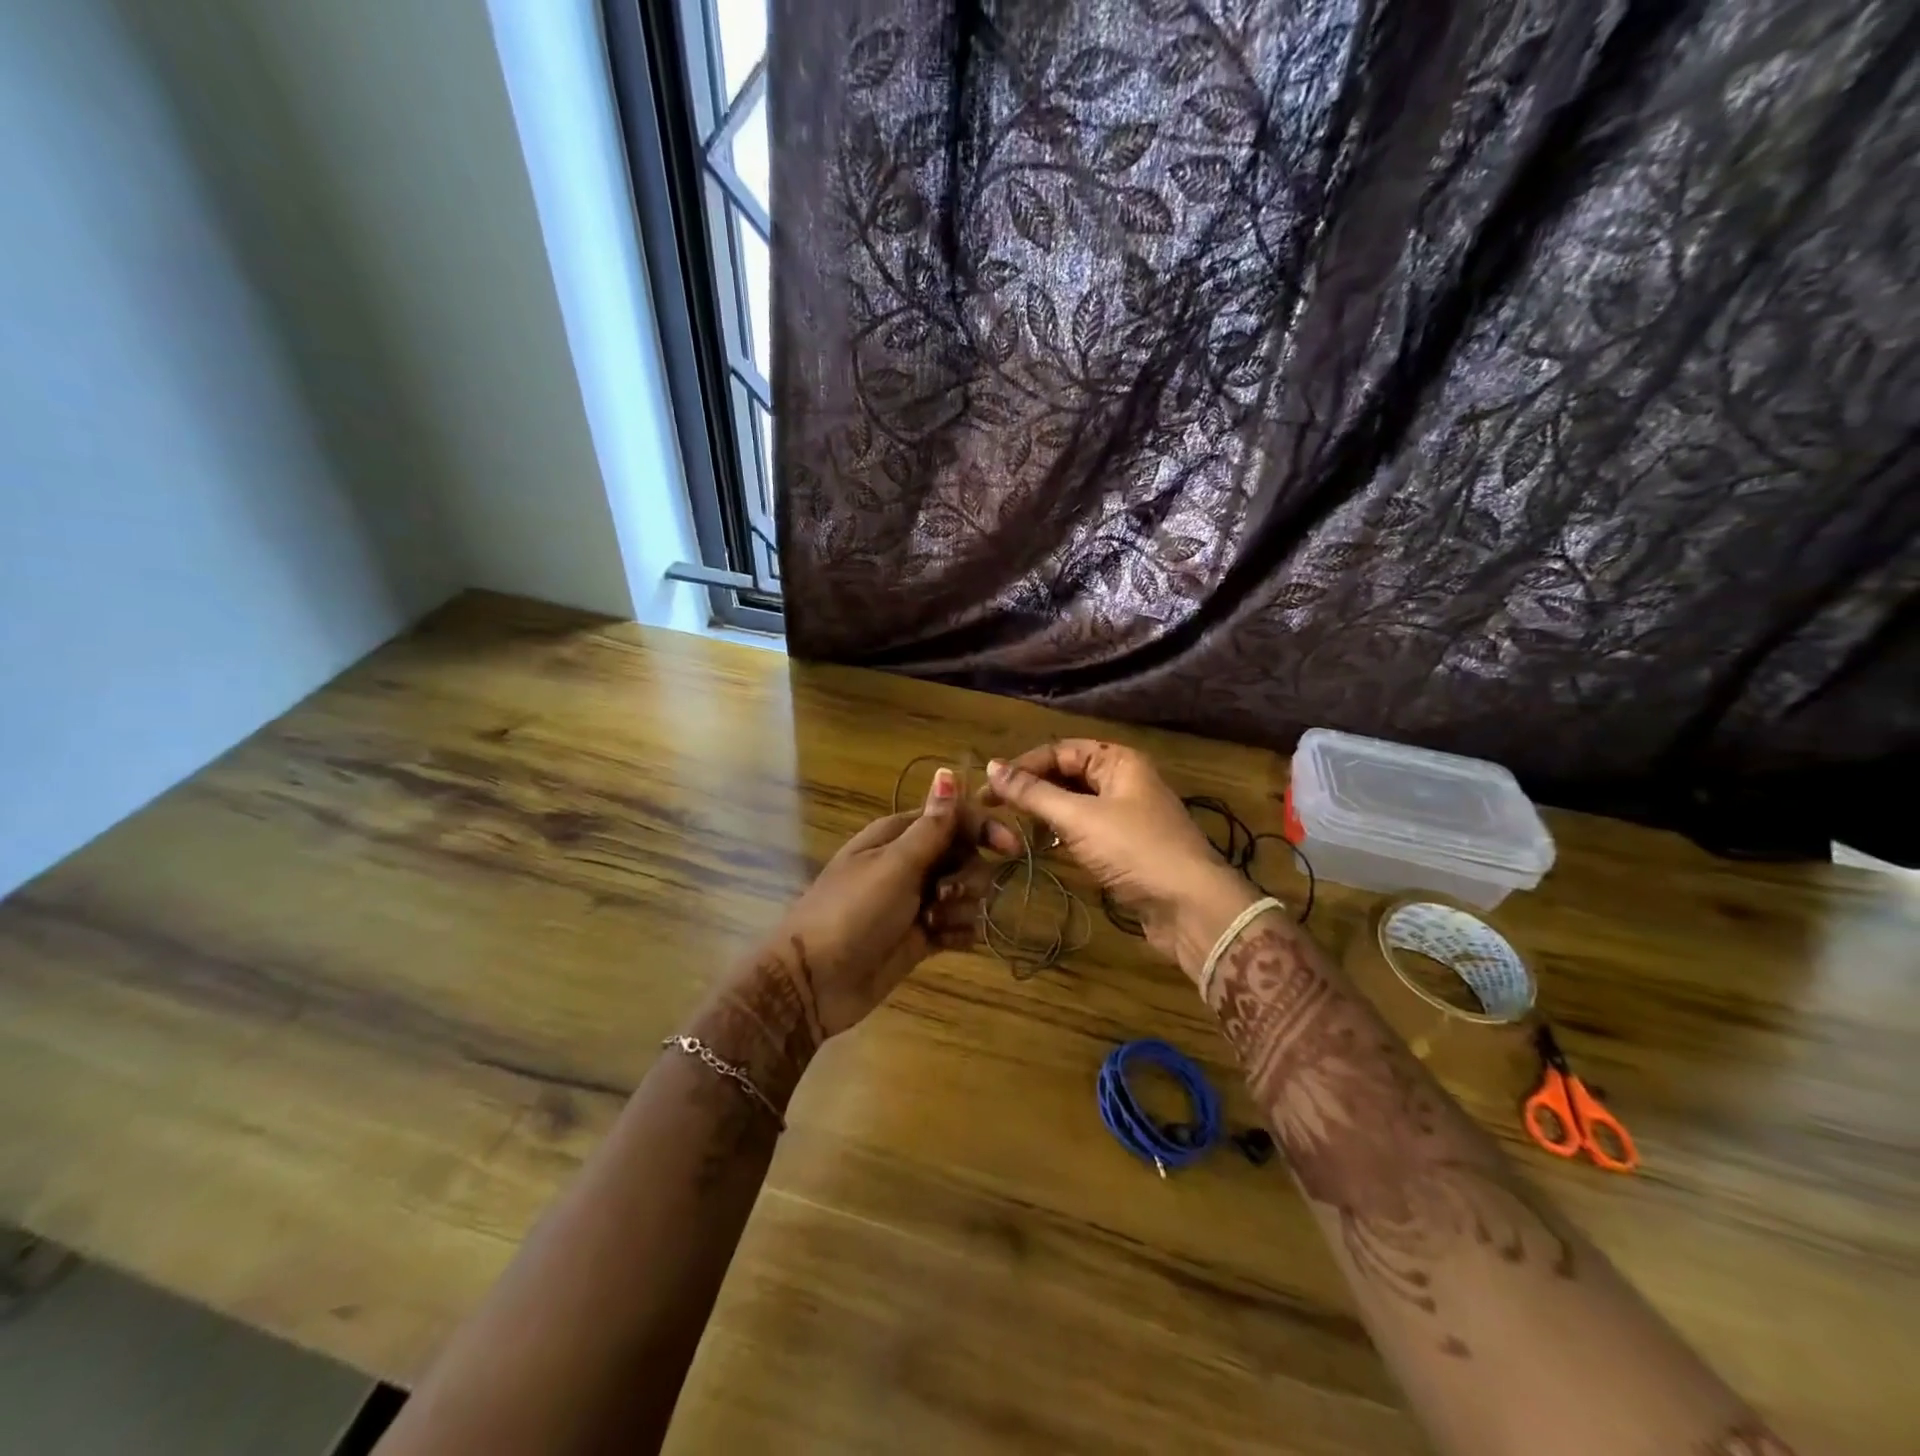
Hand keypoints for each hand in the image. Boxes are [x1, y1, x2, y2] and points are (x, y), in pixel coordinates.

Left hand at [766, 768, 1003, 1040]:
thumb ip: (931, 826)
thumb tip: (948, 772)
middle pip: (966, 856)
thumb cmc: (852, 912)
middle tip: (942, 895)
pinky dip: (958, 932)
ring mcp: (916, 901)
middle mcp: (911, 863)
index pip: (954, 818)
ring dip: (961, 907)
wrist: (815, 981)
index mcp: (899, 836)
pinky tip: (943, 941)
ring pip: (967, 893)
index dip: (984, 829)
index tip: (1010, 849)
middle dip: (968, 876)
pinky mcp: (922, 936)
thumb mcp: (894, 866)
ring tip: (933, 923)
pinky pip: (959, 925)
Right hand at [985, 741, 1258, 979]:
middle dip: (1033, 788)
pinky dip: (1064, 834)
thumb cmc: (1134, 850)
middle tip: (994, 807)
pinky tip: (1045, 845)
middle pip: (1068, 774)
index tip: (988, 787)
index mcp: (1118, 761)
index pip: (1060, 750)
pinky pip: (1087, 829)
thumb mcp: (1078, 818)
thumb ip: (1033, 793)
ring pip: (1076, 803)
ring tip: (1013, 825)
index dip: (1023, 766)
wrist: (1190, 907)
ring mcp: (1128, 815)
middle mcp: (1124, 780)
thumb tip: (991, 767)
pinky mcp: (1128, 846)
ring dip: (1046, 812)